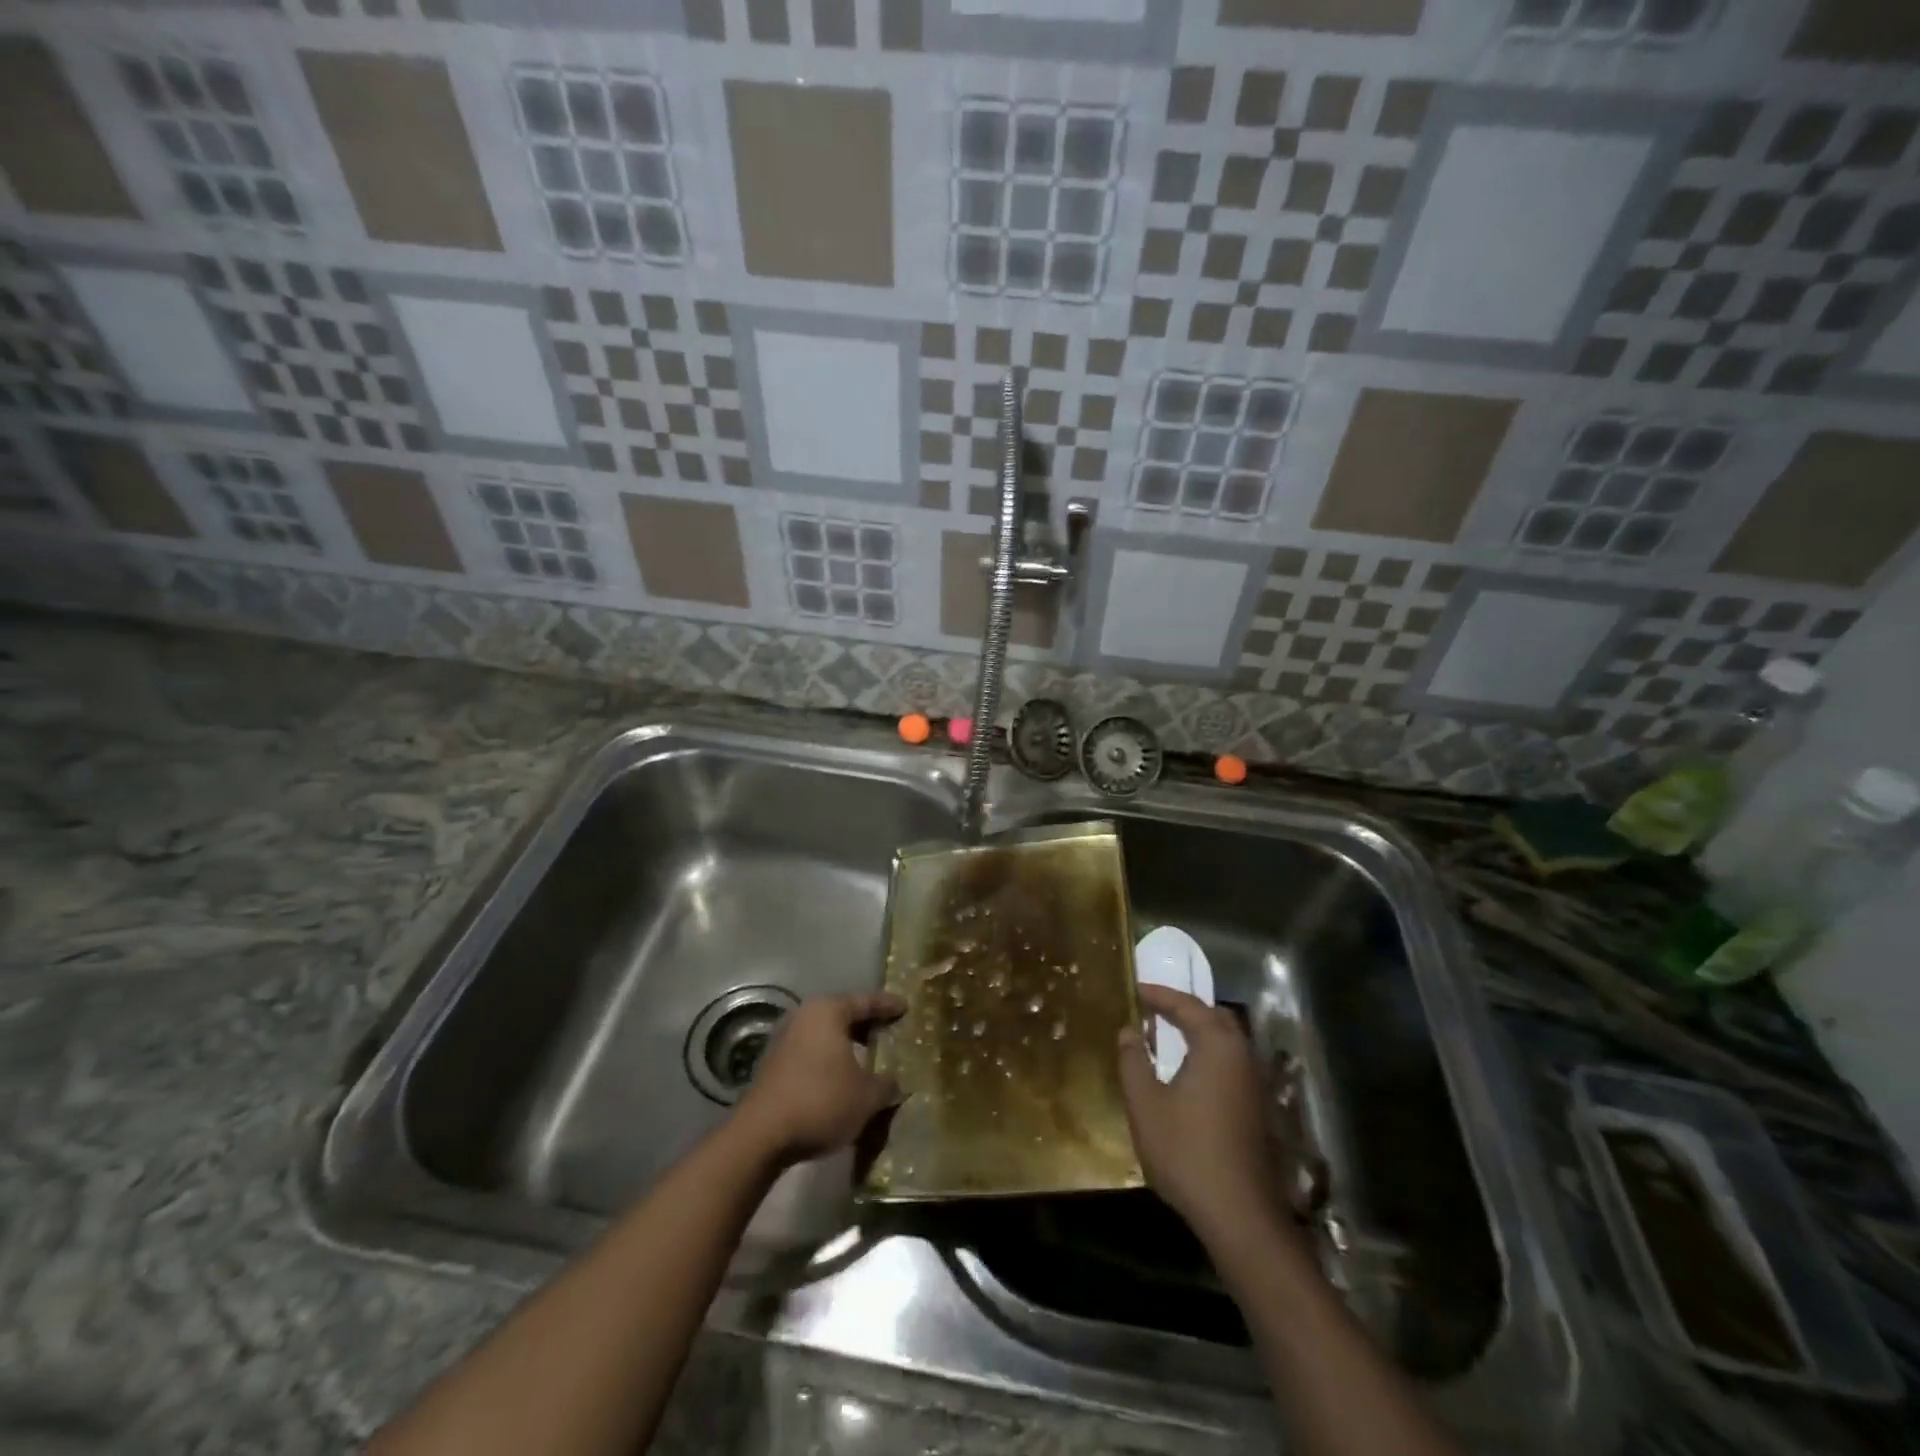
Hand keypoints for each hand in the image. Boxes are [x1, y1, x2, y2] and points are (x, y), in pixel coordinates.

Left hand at [734, 992, 904, 1164]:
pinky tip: (842, 1078)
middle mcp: (804, 1017)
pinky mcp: (774, 1065)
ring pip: (826, 1035)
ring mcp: (785, 1040)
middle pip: (843, 1015)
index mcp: (828, 1011)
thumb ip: (887, 1083)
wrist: (761, 1136)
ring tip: (869, 1058)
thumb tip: (894, 1082)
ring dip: (847, 1045)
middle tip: (890, 1032)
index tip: (905, 1007)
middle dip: (867, 1025)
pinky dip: (830, 1059)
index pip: (866, 1001)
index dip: (888, 1006)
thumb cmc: (822, 1101)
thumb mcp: (868, 1096)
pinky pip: (812, 1052)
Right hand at [1118, 985, 1292, 1248]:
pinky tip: (1186, 1074)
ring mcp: (1254, 1084)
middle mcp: (1241, 1055)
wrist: (1240, 1216)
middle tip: (1152, 1009)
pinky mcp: (1256, 1109)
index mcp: (1216, 1045)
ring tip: (1165, 1037)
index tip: (1134, 989)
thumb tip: (1129, 1031)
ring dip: (1197, 1032)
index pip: (1187, 1004)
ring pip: (1226, 1042)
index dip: (1158, 994)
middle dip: (1184, 1008)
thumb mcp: (1145, 1104)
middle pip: (1214, 1017)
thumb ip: (1133, 1061)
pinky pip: (1229, 1064)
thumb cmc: (1187, 1152)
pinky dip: (1207, 1055)